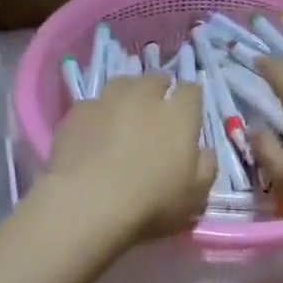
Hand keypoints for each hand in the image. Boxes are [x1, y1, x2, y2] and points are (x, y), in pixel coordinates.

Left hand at [41, 74, 215, 240]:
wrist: (87, 203)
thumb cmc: (151, 202)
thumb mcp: (195, 195)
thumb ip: (206, 167)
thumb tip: (204, 151)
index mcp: (179, 114)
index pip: (191, 91)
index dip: (191, 99)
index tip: (188, 113)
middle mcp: (144, 97)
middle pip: (155, 79)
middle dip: (159, 89)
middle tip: (157, 110)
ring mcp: (107, 101)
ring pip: (122, 84)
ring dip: (128, 94)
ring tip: (124, 114)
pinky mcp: (76, 113)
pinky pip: (92, 105)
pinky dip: (97, 114)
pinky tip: (94, 133)